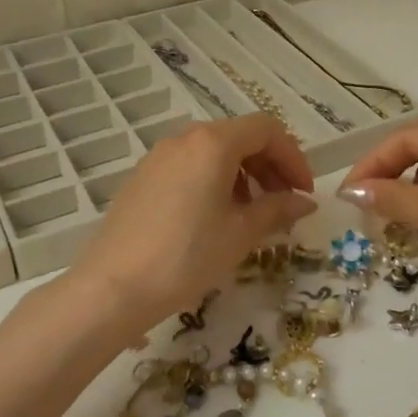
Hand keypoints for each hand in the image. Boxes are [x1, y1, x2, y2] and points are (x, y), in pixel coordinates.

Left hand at [72, 114, 315, 334]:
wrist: (113, 286)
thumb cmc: (187, 256)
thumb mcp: (240, 234)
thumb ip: (277, 210)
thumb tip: (304, 201)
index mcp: (213, 143)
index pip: (267, 130)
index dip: (293, 157)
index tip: (303, 192)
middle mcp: (185, 138)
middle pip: (240, 136)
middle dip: (270, 165)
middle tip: (284, 203)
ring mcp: (159, 156)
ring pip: (214, 151)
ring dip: (243, 174)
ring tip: (252, 214)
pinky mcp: (143, 176)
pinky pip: (190, 165)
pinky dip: (214, 181)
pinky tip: (216, 217)